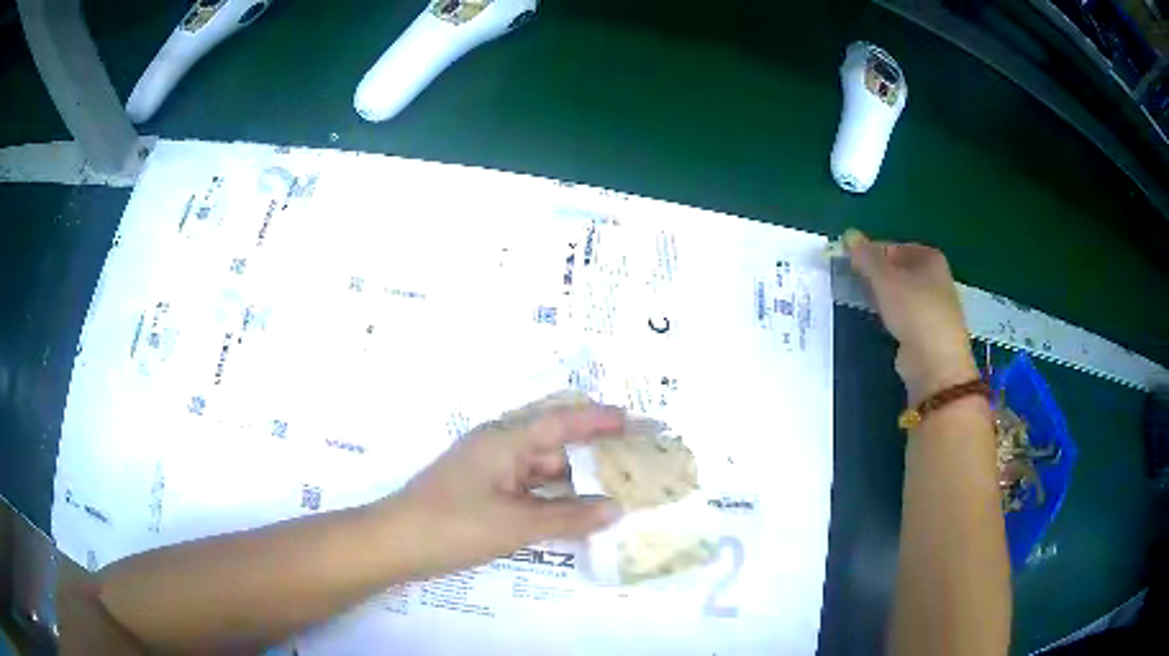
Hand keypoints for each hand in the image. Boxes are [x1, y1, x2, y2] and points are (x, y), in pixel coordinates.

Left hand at [382, 393, 624, 578]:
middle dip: (592, 455)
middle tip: (632, 464)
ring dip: (574, 482)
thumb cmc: (453, 526)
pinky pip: (528, 490)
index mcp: (505, 440)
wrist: (394, 544)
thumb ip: (568, 517)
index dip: (599, 419)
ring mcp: (488, 472)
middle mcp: (498, 448)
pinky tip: (574, 514)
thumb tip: (616, 509)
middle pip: (554, 446)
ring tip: (614, 491)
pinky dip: (552, 500)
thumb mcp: (515, 524)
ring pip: (541, 472)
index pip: (561, 421)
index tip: (634, 420)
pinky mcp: (482, 494)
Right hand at [845, 229, 978, 405]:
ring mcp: (932, 306)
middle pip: (898, 269)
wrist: (936, 363)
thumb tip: (848, 234)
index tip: (850, 264)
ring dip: (881, 296)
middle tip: (853, 282)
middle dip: (876, 275)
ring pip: (900, 293)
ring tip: (861, 301)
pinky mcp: (926, 331)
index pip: (893, 246)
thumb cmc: (915, 310)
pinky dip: (890, 316)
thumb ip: (866, 256)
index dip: (871, 252)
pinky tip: (878, 322)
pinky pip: (903, 315)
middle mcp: (935, 278)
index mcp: (930, 257)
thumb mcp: (885, 278)